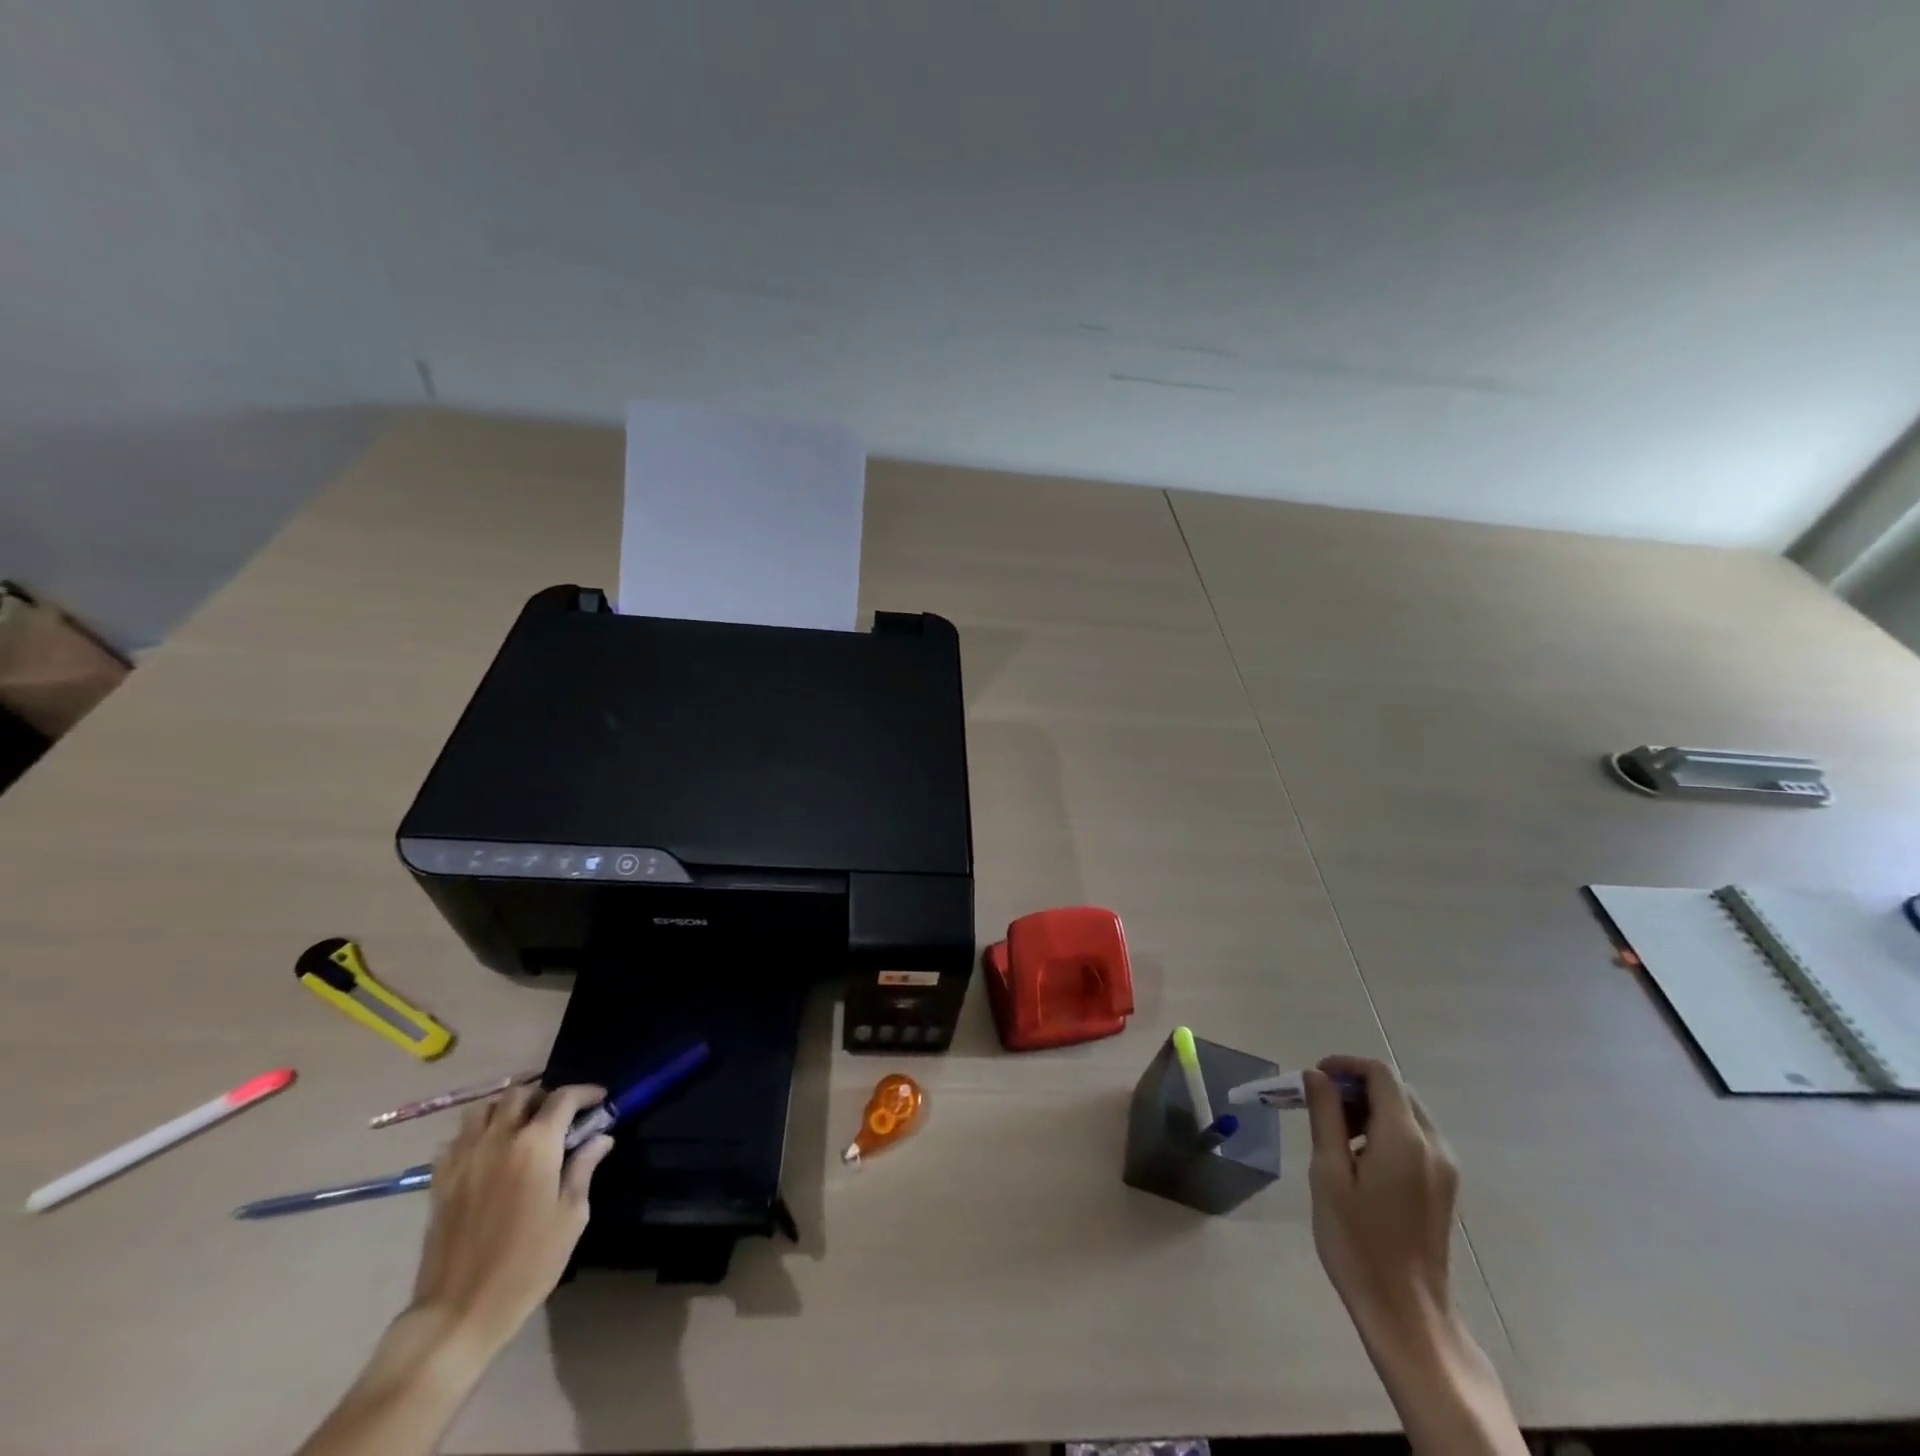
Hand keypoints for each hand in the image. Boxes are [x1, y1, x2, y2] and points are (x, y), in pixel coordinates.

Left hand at [410, 1084, 614, 1355]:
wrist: (458, 1312)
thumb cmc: (527, 1265)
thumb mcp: (571, 1216)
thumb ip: (584, 1168)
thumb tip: (600, 1137)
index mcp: (536, 1146)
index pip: (564, 1098)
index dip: (586, 1092)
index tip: (600, 1100)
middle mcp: (498, 1140)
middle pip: (520, 1094)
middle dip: (545, 1097)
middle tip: (560, 1116)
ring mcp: (464, 1159)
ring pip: (483, 1108)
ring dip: (506, 1108)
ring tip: (522, 1127)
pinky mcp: (440, 1181)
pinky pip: (457, 1139)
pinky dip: (476, 1134)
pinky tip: (489, 1153)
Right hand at [1304, 1055, 1459, 1346]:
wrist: (1406, 1311)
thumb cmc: (1358, 1241)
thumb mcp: (1328, 1174)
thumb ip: (1325, 1117)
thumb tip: (1317, 1076)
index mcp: (1404, 1138)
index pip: (1380, 1074)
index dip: (1345, 1065)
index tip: (1313, 1078)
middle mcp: (1433, 1145)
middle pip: (1396, 1090)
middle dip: (1356, 1086)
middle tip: (1320, 1105)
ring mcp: (1444, 1168)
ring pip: (1406, 1112)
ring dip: (1370, 1108)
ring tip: (1335, 1134)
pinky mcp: (1443, 1186)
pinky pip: (1415, 1138)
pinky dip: (1385, 1130)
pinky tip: (1360, 1159)